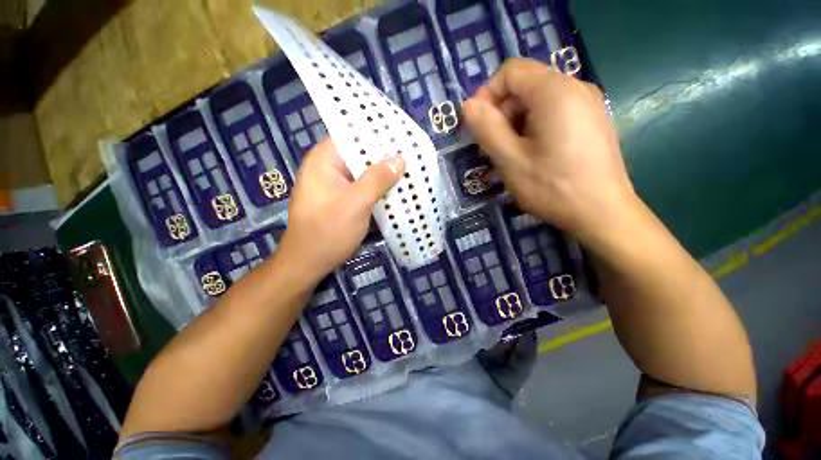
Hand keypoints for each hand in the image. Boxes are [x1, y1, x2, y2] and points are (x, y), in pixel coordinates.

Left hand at [278, 138, 404, 283]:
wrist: (309, 264)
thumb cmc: (328, 232)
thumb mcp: (356, 204)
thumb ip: (377, 179)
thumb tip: (399, 159)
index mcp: (324, 161)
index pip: (351, 135)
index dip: (376, 135)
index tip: (401, 137)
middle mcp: (327, 168)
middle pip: (358, 154)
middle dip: (383, 156)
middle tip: (410, 156)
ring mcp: (334, 185)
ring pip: (362, 172)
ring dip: (382, 174)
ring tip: (408, 171)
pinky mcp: (341, 199)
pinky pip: (362, 187)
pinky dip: (377, 188)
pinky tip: (394, 190)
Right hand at [463, 58, 636, 243]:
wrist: (603, 213)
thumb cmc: (552, 187)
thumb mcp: (510, 160)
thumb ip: (486, 128)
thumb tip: (468, 105)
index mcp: (554, 91)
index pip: (510, 71)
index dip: (487, 94)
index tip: (478, 126)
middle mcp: (575, 87)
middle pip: (525, 85)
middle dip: (502, 113)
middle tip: (493, 147)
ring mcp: (588, 104)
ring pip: (538, 101)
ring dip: (516, 124)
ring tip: (511, 156)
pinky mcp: (592, 121)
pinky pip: (554, 113)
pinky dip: (534, 128)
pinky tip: (533, 155)